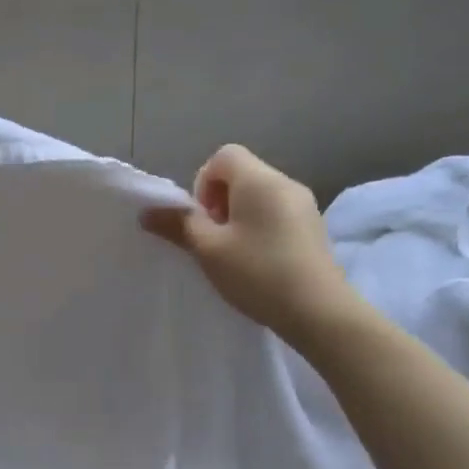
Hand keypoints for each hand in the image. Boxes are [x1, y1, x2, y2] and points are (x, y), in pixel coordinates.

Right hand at [140, 145, 364, 348]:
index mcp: (259, 180)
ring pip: (259, 196)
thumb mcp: (208, 250)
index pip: (223, 156)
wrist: (320, 313)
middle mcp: (286, 183)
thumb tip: (148, 212)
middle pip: (241, 175)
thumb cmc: (258, 273)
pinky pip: (277, 214)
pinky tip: (259, 263)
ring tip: (235, 255)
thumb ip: (178, 225)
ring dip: (239, 217)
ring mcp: (305, 206)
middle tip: (214, 240)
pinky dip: (261, 228)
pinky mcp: (314, 228)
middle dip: (219, 202)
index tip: (203, 219)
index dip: (203, 183)